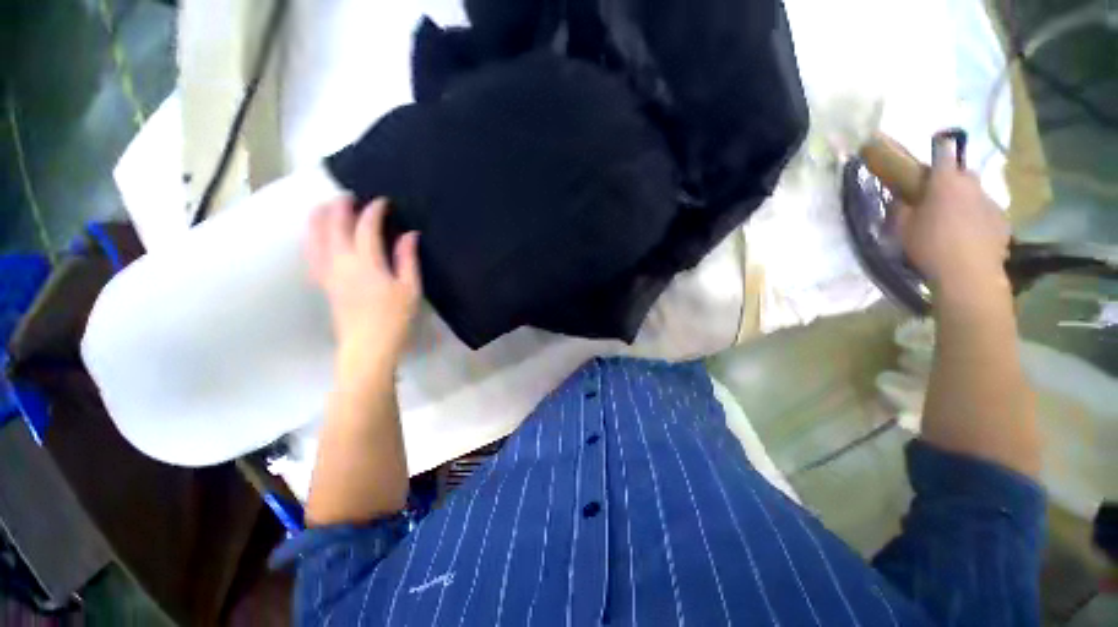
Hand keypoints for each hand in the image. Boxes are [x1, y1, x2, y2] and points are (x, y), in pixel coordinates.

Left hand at [306, 197, 420, 377]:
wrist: (367, 346)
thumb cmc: (394, 318)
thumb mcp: (410, 289)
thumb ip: (408, 259)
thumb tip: (409, 234)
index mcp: (366, 262)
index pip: (365, 227)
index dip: (374, 211)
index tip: (382, 202)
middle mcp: (341, 262)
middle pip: (334, 225)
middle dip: (341, 206)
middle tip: (350, 196)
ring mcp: (327, 272)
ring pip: (315, 237)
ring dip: (319, 217)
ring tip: (326, 206)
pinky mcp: (322, 283)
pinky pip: (311, 254)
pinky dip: (311, 238)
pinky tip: (315, 235)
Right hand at [896, 140, 1010, 296]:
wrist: (968, 274)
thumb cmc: (929, 246)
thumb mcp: (901, 228)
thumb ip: (900, 208)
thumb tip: (899, 196)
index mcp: (946, 181)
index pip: (943, 153)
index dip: (938, 148)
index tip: (934, 148)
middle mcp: (972, 185)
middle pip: (963, 174)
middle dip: (952, 180)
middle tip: (938, 197)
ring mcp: (991, 203)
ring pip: (975, 194)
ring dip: (965, 201)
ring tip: (953, 222)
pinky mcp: (1003, 222)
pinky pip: (987, 213)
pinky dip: (977, 219)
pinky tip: (968, 236)